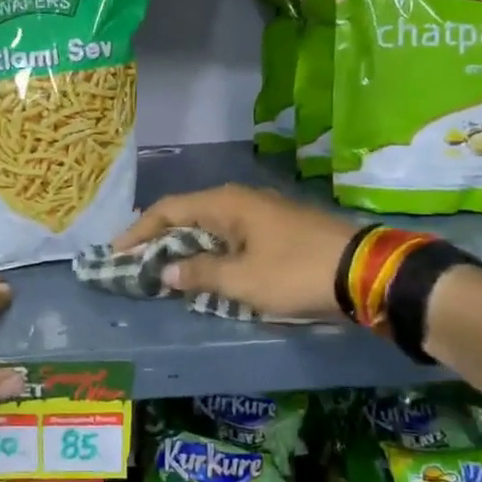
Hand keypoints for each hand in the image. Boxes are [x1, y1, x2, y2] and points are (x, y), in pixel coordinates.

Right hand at [112, 185, 359, 320]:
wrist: (364, 272)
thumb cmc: (295, 272)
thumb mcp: (242, 280)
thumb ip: (200, 274)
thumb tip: (166, 273)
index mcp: (226, 204)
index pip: (169, 210)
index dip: (139, 230)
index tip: (117, 252)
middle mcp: (241, 201)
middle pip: (188, 214)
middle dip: (160, 238)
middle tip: (136, 262)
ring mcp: (262, 213)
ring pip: (210, 226)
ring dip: (186, 247)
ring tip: (165, 269)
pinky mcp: (278, 229)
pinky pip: (231, 237)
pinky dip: (211, 252)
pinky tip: (207, 270)